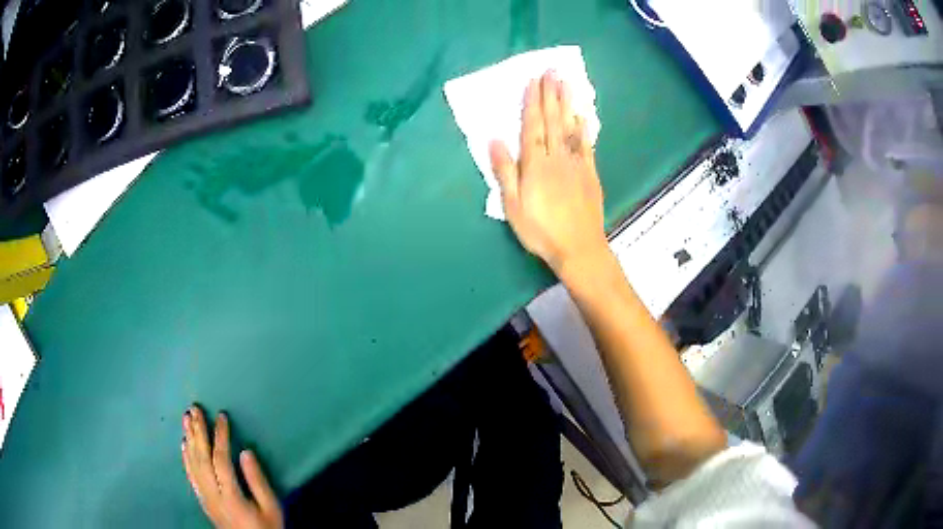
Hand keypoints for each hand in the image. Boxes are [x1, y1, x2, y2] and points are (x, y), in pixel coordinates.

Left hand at [182, 406, 282, 528]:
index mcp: (231, 496)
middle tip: (195, 409)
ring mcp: (204, 498)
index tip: (222, 416)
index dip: (221, 436)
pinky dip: (185, 457)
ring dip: (189, 439)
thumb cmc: (267, 528)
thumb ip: (257, 481)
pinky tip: (184, 444)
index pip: (221, 460)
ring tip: (187, 418)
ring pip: (192, 464)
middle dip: (198, 432)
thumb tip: (245, 451)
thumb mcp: (271, 508)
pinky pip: (190, 475)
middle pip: (201, 458)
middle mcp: (213, 495)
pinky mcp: (202, 500)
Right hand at [490, 70, 607, 273]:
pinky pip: (586, 145)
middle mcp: (556, 158)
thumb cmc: (540, 230)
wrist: (578, 247)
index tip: (533, 81)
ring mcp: (575, 163)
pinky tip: (583, 115)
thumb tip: (494, 140)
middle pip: (552, 120)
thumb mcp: (513, 206)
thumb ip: (505, 172)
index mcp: (535, 165)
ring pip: (570, 127)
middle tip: (551, 71)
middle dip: (550, 94)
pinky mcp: (590, 173)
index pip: (532, 126)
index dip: (531, 102)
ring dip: (567, 103)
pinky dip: (584, 128)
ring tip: (566, 82)